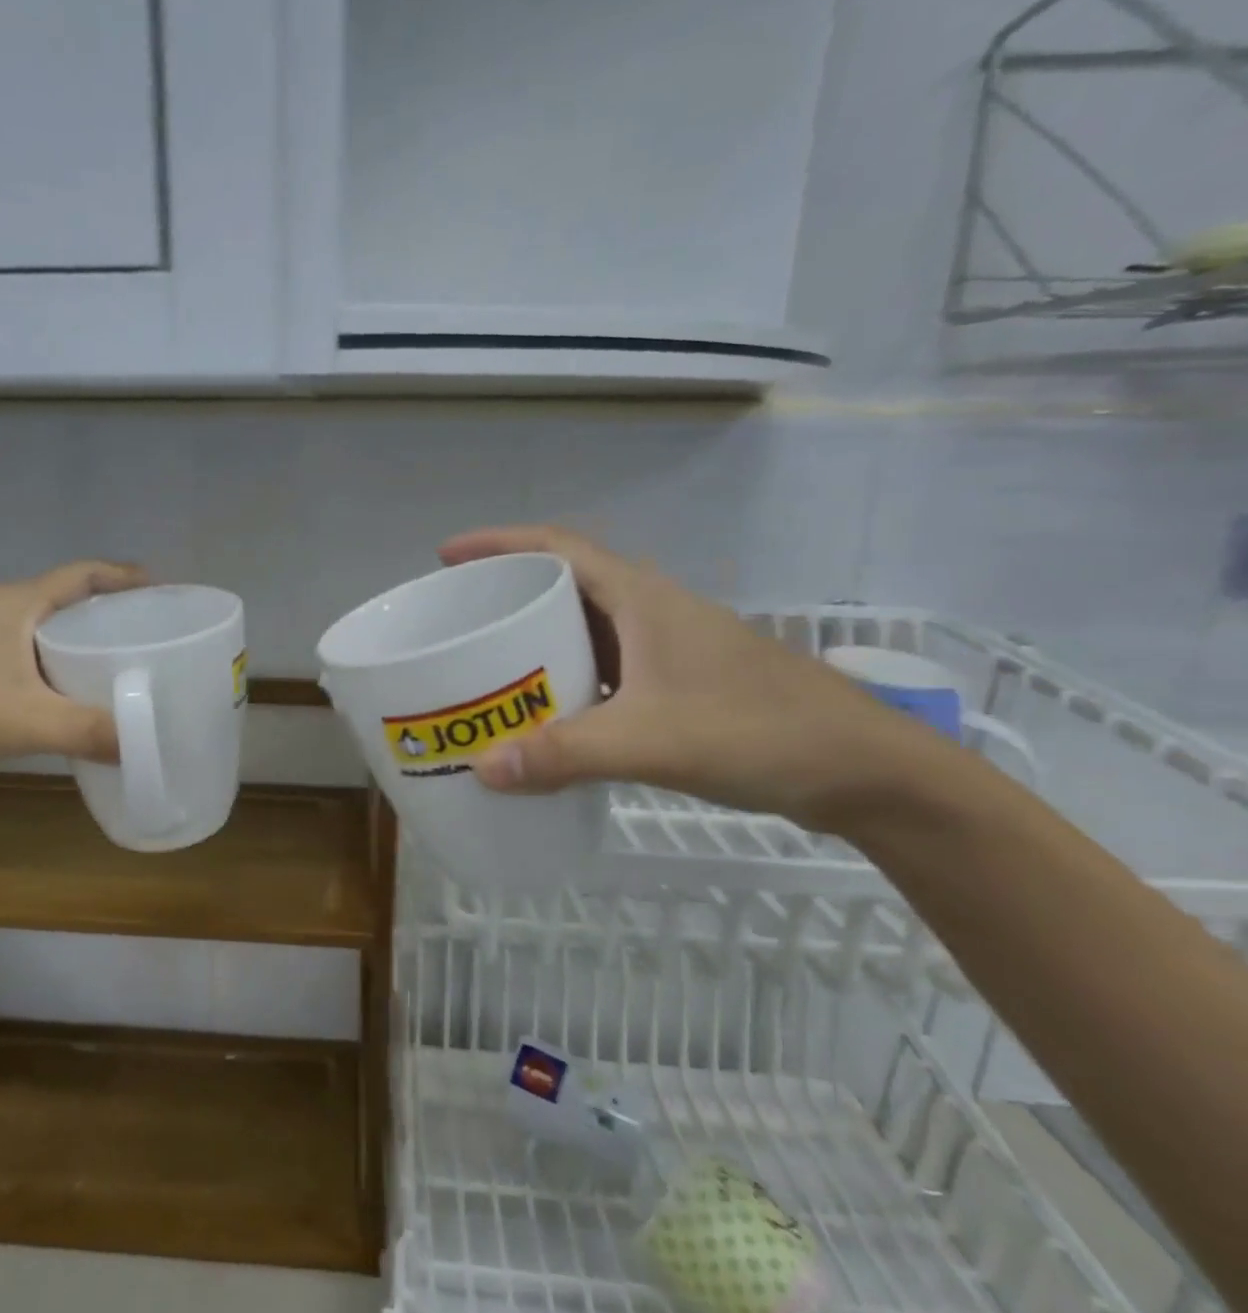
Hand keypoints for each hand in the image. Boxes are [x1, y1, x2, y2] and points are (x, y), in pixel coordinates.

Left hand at [0, 560, 147, 781]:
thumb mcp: (18, 721)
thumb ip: (85, 730)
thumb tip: (145, 746)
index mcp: (17, 604)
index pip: (84, 574)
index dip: (126, 578)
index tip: (166, 595)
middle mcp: (4, 614)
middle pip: (73, 601)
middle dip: (116, 615)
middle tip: (157, 639)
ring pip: (52, 634)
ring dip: (90, 646)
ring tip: (131, 670)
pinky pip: (35, 662)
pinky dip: (65, 673)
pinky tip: (80, 702)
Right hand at [438, 526, 937, 830]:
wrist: (865, 770)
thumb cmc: (758, 731)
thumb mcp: (651, 741)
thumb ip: (564, 754)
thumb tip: (482, 768)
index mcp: (640, 598)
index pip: (556, 546)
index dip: (498, 542)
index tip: (446, 557)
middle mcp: (650, 610)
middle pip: (564, 582)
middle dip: (509, 592)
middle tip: (461, 620)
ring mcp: (668, 647)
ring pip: (586, 627)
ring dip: (538, 638)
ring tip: (490, 665)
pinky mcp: (679, 682)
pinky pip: (605, 666)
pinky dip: (568, 678)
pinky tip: (549, 712)